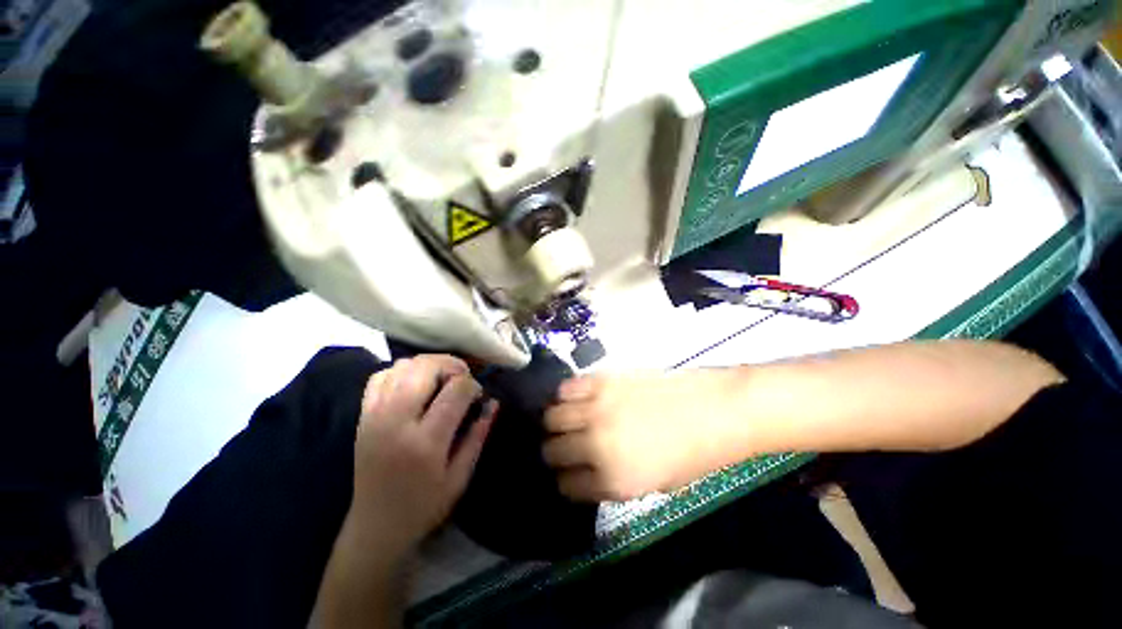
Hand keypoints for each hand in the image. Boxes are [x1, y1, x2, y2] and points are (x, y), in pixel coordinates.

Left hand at [349, 355, 496, 555]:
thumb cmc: (424, 505)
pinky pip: (381, 376)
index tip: (478, 395)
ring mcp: (375, 417)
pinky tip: (416, 383)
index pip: (456, 390)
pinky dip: (402, 371)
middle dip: (452, 364)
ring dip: (429, 365)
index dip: (473, 384)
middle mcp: (396, 423)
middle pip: (425, 368)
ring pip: (403, 366)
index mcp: (426, 442)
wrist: (375, 526)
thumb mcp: (460, 476)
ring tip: (442, 379)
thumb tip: (493, 402)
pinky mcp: (363, 416)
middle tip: (462, 378)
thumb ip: (478, 434)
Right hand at [543, 370, 737, 501]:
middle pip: (552, 450)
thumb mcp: (654, 485)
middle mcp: (597, 445)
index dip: (565, 480)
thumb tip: (589, 469)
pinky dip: (566, 394)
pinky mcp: (603, 380)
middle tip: (565, 443)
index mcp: (613, 480)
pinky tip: (577, 397)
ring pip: (552, 416)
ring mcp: (597, 409)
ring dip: (556, 421)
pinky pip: (567, 388)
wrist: (715, 411)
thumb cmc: (693, 455)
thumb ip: (614, 481)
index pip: (566, 485)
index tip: (568, 472)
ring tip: (567, 418)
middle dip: (555, 451)